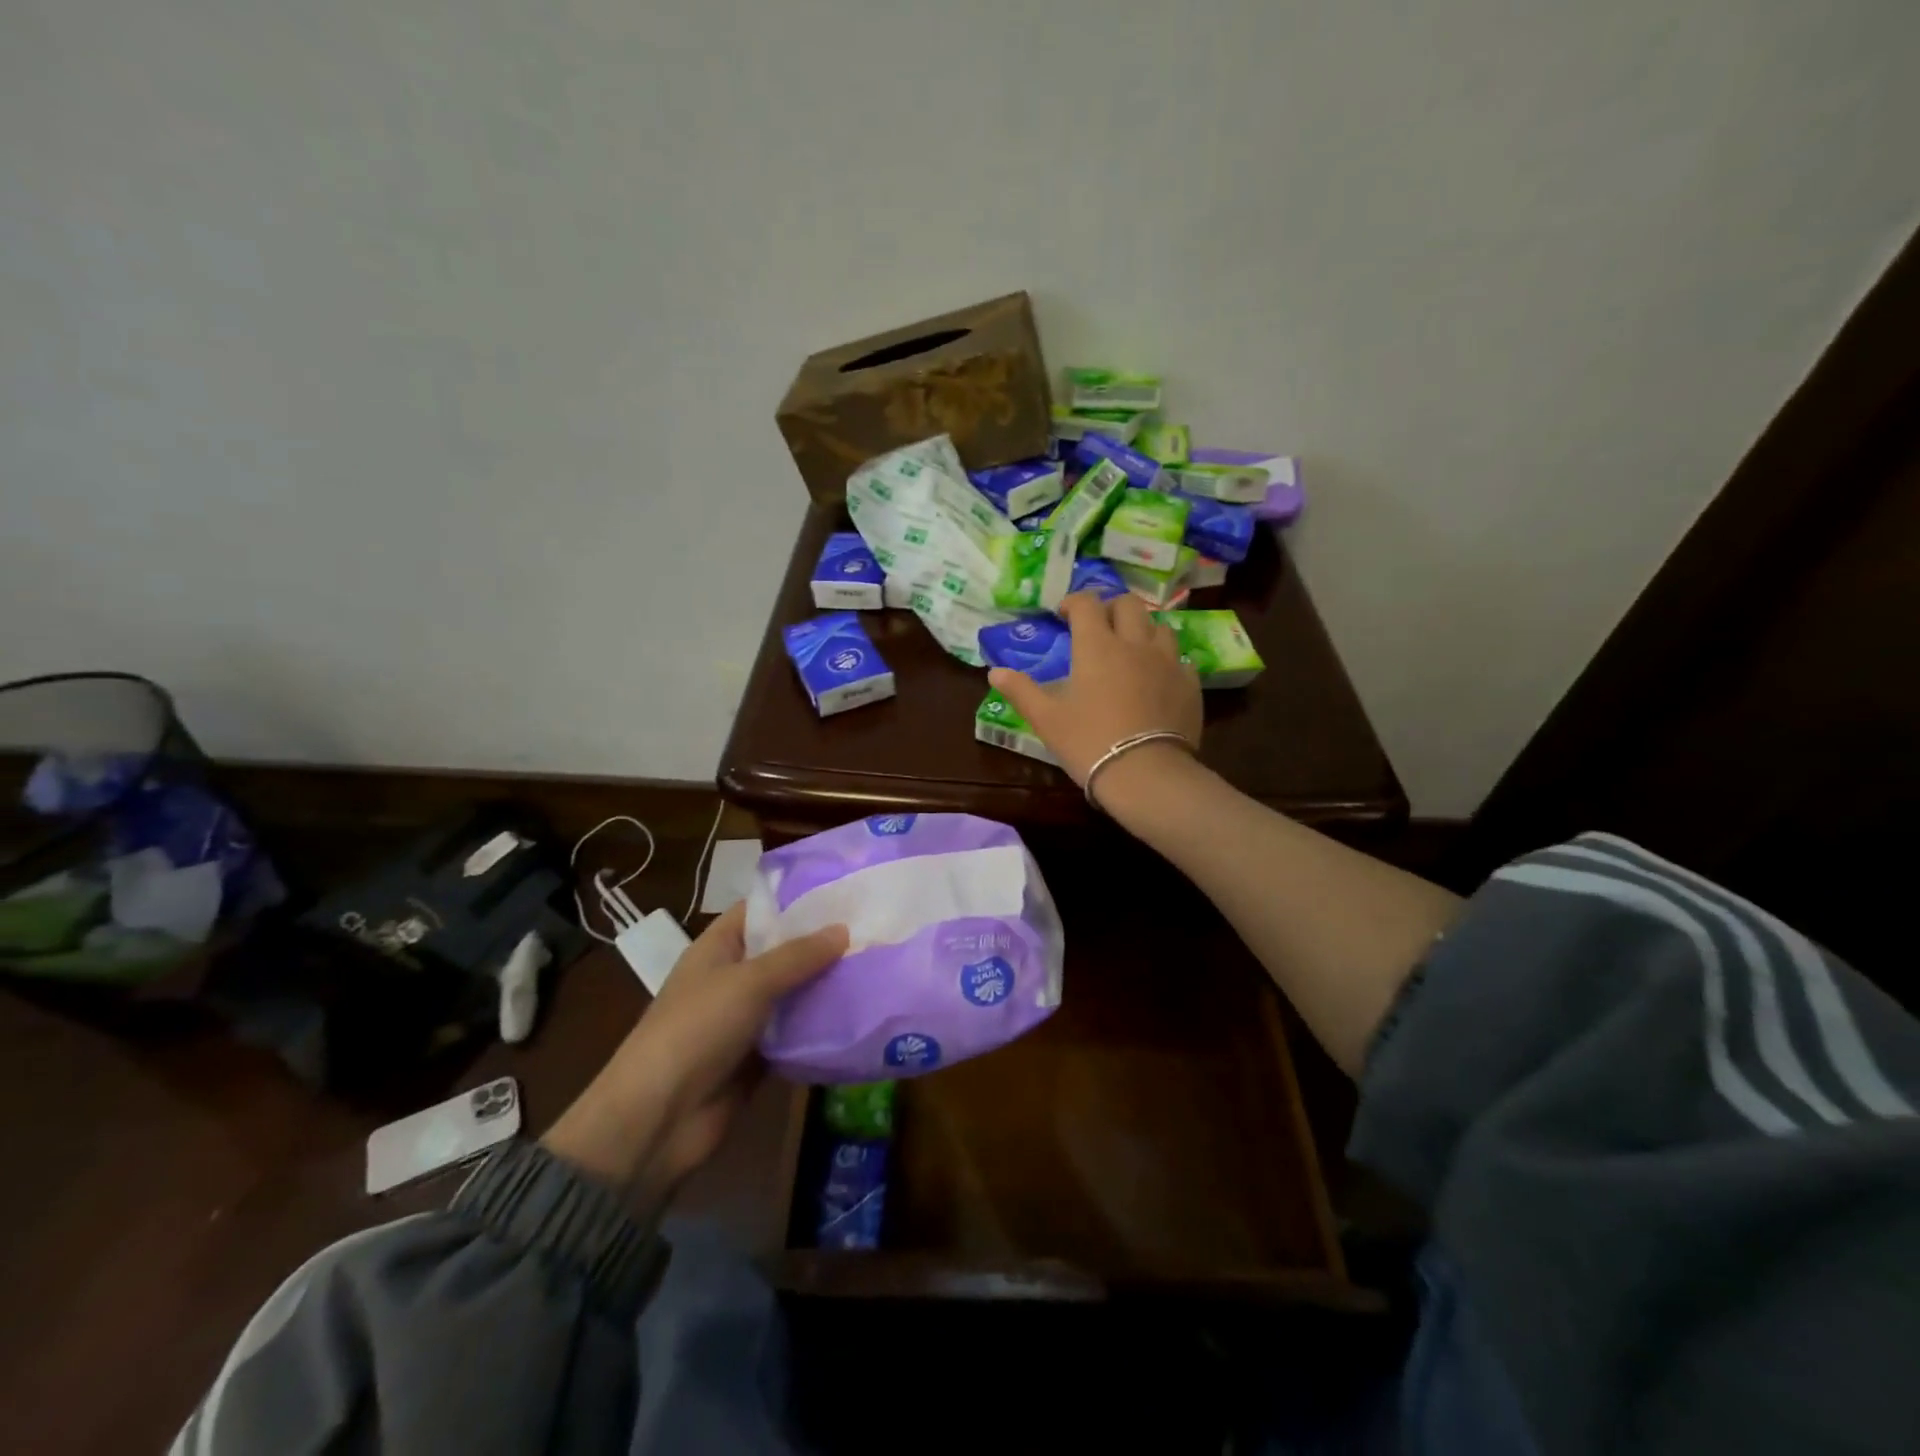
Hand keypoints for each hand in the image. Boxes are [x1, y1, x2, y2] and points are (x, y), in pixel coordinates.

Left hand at [542, 902, 846, 1206]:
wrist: (659, 1119)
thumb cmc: (697, 1029)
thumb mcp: (749, 981)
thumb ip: (798, 955)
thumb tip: (844, 930)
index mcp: (718, 948)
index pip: (760, 911)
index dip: (797, 899)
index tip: (843, 891)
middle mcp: (732, 978)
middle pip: (782, 952)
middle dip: (822, 944)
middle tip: (875, 929)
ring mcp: (745, 1020)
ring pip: (793, 994)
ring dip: (826, 986)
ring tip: (877, 967)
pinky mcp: (758, 1058)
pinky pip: (796, 1035)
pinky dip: (821, 1028)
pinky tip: (861, 1015)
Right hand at [989, 592, 1202, 786]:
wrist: (1146, 774)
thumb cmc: (1089, 743)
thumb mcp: (1046, 719)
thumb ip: (1021, 691)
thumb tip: (995, 672)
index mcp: (1097, 646)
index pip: (1087, 603)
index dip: (1074, 602)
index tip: (1064, 615)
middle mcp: (1135, 643)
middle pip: (1128, 604)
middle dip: (1111, 608)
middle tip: (1098, 628)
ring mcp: (1168, 662)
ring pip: (1159, 627)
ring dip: (1142, 630)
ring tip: (1130, 651)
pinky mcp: (1189, 684)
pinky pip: (1179, 659)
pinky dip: (1165, 662)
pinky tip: (1157, 680)